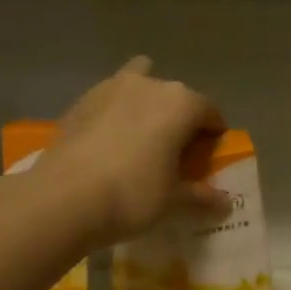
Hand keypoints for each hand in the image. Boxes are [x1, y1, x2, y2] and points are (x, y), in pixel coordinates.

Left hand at [36, 57, 229, 246]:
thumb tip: (225, 204)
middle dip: (179, 118)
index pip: (210, 111)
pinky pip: (109, 101)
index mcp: (180, 103)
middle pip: (174, 96)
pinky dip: (115, 114)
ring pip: (138, 86)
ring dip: (144, 106)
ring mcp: (109, 88)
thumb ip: (201, 197)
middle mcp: (148, 85)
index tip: (210, 154)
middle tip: (175, 151)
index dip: (214, 132)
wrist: (64, 198)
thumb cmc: (133, 196)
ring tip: (140, 139)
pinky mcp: (80, 102)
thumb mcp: (173, 202)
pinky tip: (108, 144)